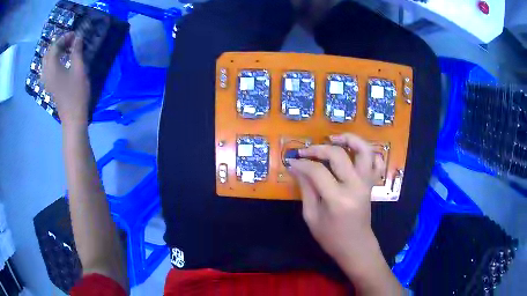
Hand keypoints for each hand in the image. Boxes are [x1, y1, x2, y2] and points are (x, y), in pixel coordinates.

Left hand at [42, 32, 89, 126]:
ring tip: (67, 48)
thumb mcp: (79, 70)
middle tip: (71, 41)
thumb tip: (78, 37)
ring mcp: (47, 80)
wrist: (73, 118)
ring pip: (47, 60)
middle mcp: (47, 73)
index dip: (65, 38)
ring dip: (56, 51)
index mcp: (52, 68)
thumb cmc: (77, 94)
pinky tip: (62, 60)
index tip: (76, 35)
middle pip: (49, 53)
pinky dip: (54, 60)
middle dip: (59, 43)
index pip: (55, 46)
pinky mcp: (50, 85)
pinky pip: (48, 68)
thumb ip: (77, 52)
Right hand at [288, 133, 384, 263]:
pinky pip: (376, 162)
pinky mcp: (372, 183)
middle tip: (305, 151)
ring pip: (364, 151)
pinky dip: (368, 152)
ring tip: (334, 138)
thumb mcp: (311, 216)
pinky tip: (354, 151)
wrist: (356, 246)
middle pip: (338, 155)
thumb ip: (306, 189)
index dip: (302, 163)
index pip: (317, 171)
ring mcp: (367, 183)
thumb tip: (296, 167)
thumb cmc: (331, 237)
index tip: (291, 161)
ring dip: (350, 139)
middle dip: (318, 149)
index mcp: (337, 199)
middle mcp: (355, 186)